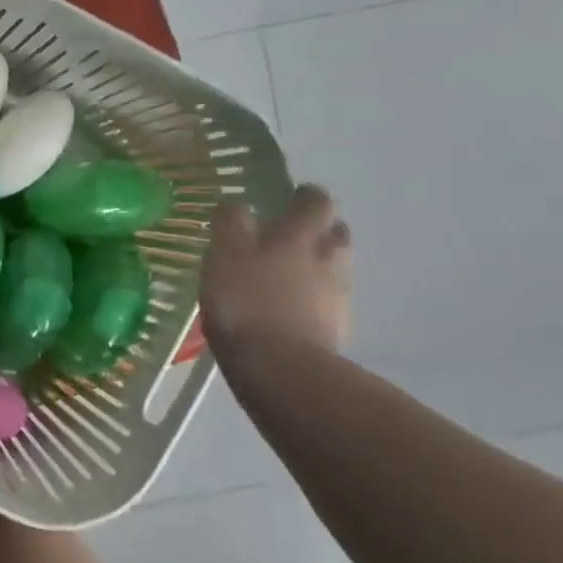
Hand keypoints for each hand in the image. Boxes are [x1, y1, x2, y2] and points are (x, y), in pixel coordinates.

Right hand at [200, 184, 351, 356]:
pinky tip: (292, 309)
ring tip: (289, 275)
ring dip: (319, 264)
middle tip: (293, 235)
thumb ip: (231, 223)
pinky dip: (315, 298)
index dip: (305, 196)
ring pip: (336, 267)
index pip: (315, 201)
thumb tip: (236, 203)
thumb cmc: (245, 301)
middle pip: (335, 232)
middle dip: (319, 229)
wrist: (280, 366)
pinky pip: (330, 301)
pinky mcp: (336, 328)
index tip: (291, 197)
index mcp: (300, 235)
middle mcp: (328, 258)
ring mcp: (337, 295)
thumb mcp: (224, 253)